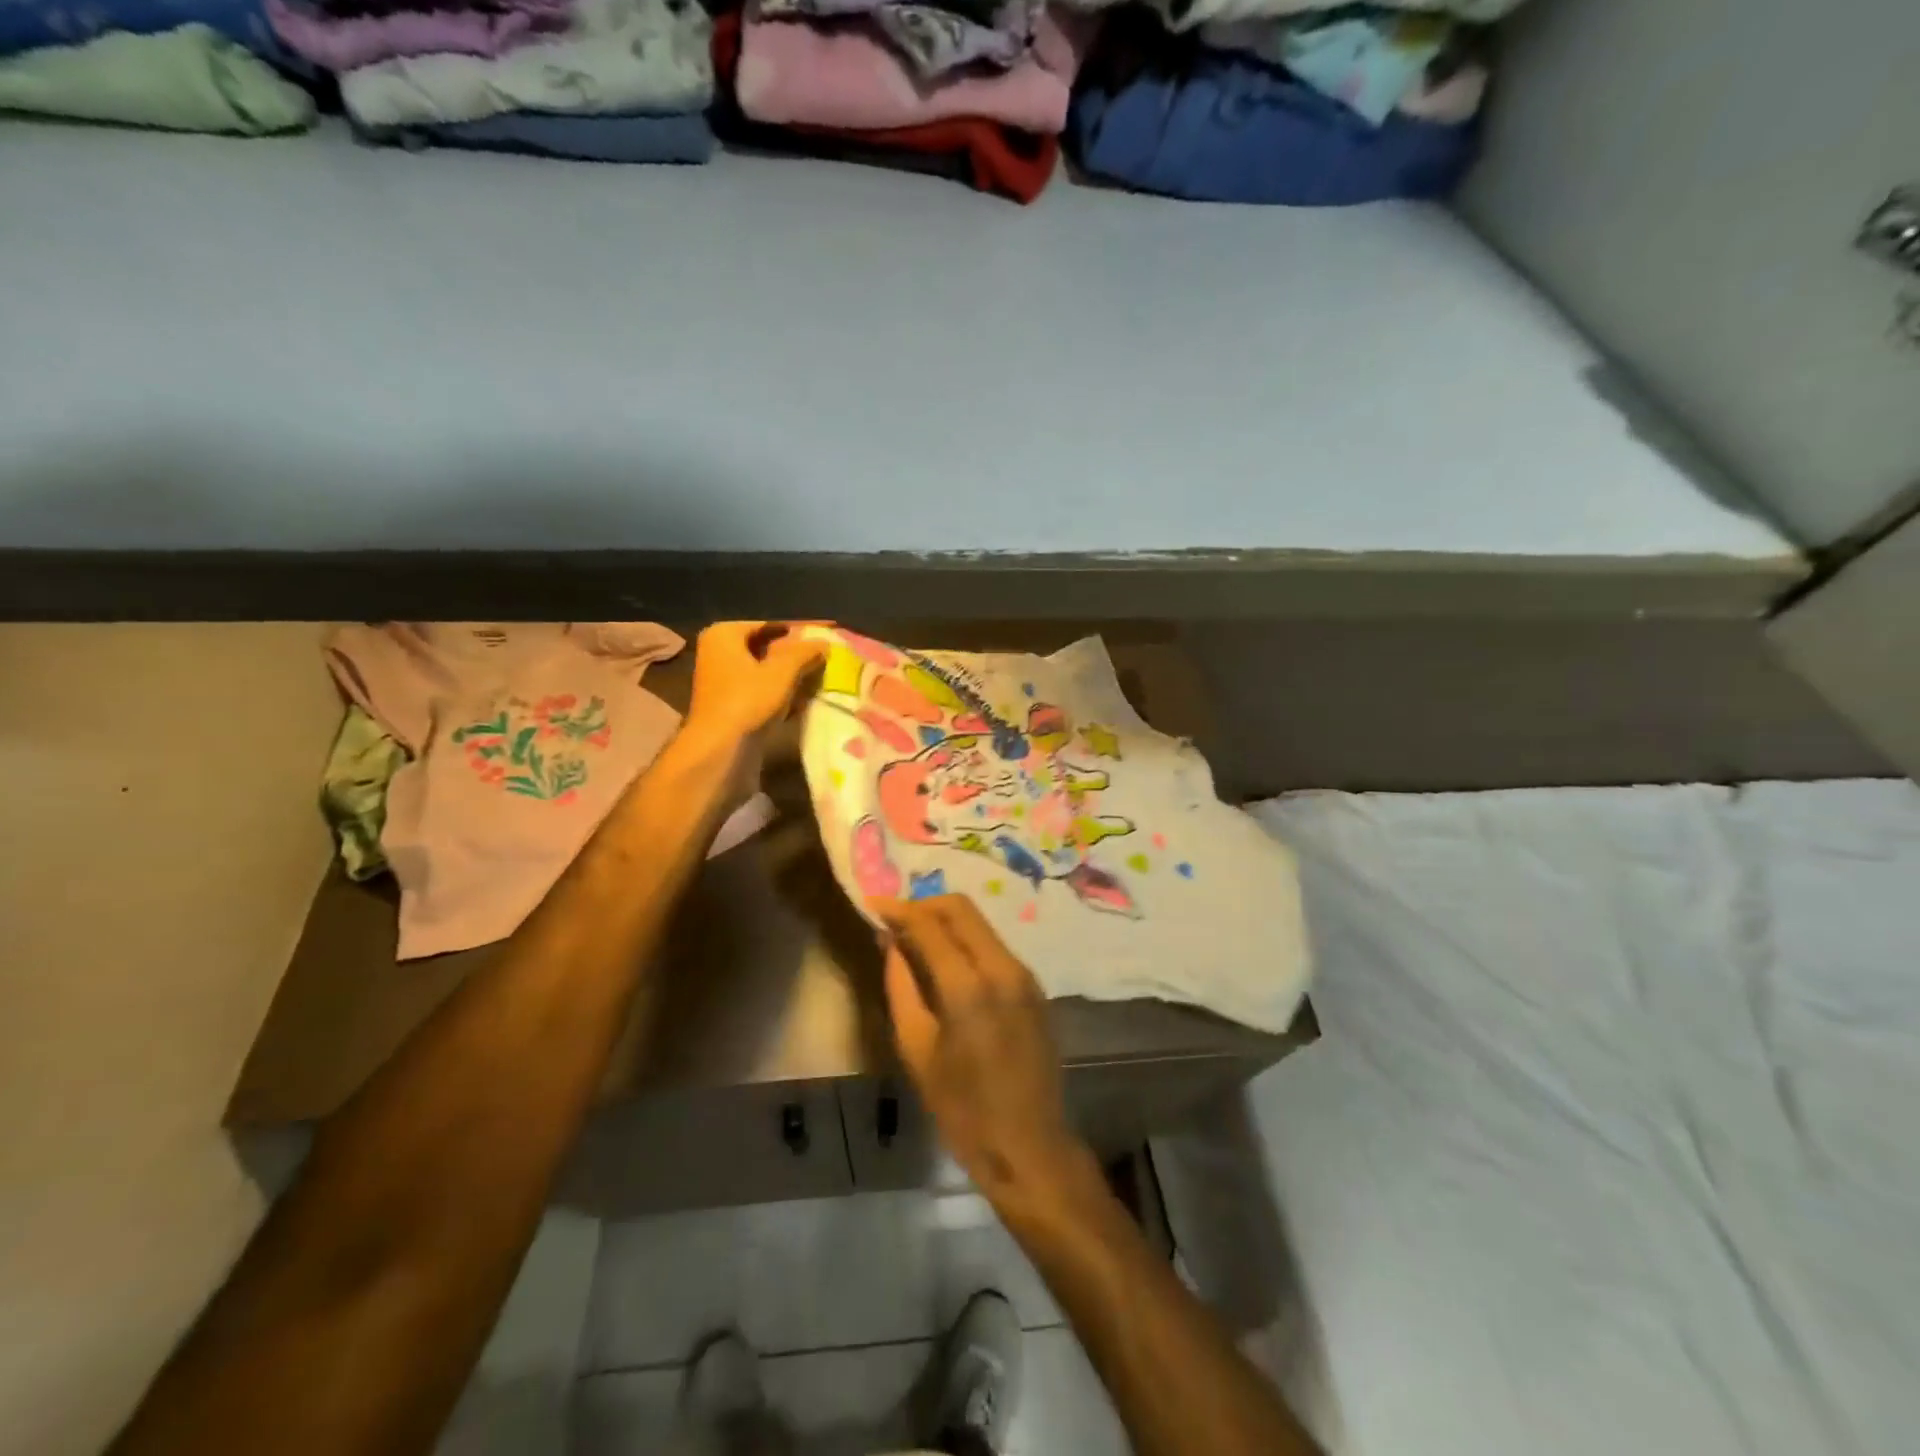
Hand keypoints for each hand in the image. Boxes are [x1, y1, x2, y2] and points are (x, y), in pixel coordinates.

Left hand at [683, 622, 827, 754]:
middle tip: (825, 660)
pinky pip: (761, 691)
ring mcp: (723, 681)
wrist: (720, 750)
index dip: (798, 632)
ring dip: (791, 677)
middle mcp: (718, 652)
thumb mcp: (782, 671)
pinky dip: (780, 694)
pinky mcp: (730, 705)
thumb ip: (804, 652)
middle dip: (795, 656)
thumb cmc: (748, 700)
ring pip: (765, 671)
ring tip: (819, 679)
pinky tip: (803, 701)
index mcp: (724, 635)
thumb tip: (824, 642)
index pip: (769, 625)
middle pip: (766, 648)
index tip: (824, 639)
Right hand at [874, 895, 1093, 1209]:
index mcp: (968, 985)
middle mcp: (1002, 966)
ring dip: (946, 921)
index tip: (873, 907)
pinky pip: (994, 946)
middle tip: (894, 921)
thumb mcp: (917, 1050)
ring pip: (980, 924)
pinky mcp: (1033, 987)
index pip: (929, 924)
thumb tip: (891, 944)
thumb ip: (902, 987)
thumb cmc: (963, 1109)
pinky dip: (966, 941)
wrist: (1030, 1146)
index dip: (898, 910)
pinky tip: (946, 962)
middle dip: (923, 905)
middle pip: (961, 908)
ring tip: (915, 940)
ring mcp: (1024, 974)